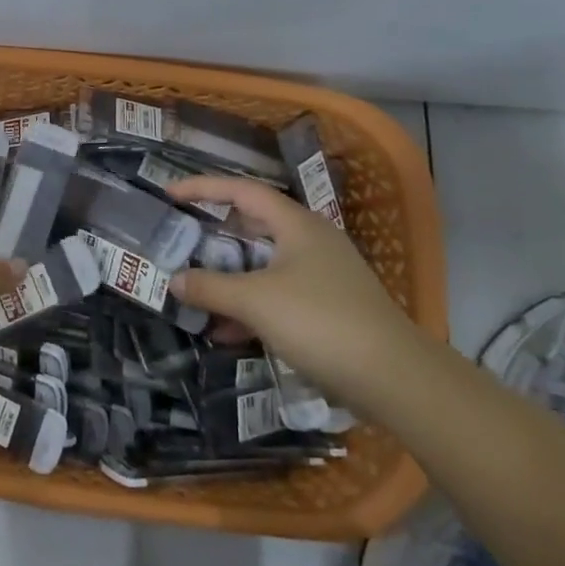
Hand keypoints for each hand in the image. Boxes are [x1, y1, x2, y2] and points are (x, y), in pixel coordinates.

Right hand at [166, 175, 416, 398]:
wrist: (395, 378)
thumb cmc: (319, 321)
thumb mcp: (255, 301)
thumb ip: (210, 287)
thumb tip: (174, 280)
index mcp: (296, 224)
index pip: (241, 191)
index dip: (202, 187)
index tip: (169, 194)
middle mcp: (310, 241)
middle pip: (252, 226)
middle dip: (213, 235)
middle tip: (180, 241)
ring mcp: (322, 275)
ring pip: (263, 264)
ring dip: (229, 276)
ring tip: (195, 291)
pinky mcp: (328, 307)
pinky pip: (276, 294)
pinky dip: (249, 305)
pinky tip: (226, 332)